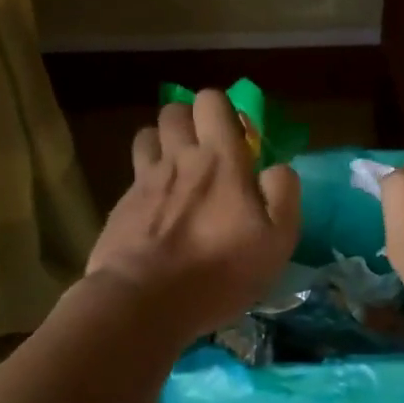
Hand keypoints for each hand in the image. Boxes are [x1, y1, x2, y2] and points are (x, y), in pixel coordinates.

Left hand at [86, 90, 301, 340]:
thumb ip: (283, 194)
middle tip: (204, 151)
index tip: (237, 139)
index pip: (213, 101)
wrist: (144, 300)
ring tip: (177, 172)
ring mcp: (144, 179)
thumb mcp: (276, 241)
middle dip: (190, 120)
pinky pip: (134, 174)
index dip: (223, 111)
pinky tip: (155, 208)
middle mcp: (179, 158)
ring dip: (162, 143)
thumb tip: (277, 168)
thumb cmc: (219, 272)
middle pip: (174, 110)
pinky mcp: (121, 204)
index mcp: (221, 159)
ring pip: (147, 135)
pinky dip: (146, 180)